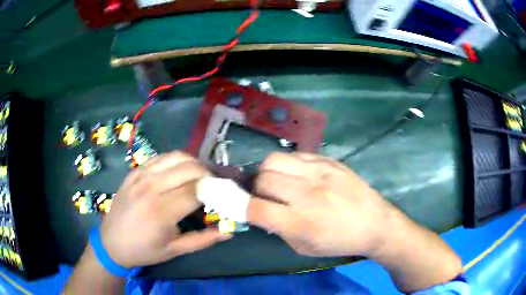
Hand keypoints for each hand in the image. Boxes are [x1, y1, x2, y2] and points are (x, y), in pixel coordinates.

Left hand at [100, 151, 230, 267]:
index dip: (214, 191)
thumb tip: (229, 231)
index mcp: (162, 212)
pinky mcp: (134, 172)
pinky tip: (177, 172)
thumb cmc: (144, 250)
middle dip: (207, 174)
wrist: (111, 242)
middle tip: (212, 187)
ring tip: (197, 177)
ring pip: (175, 156)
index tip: (222, 196)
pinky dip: (174, 161)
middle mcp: (151, 188)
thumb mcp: (175, 250)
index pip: (197, 190)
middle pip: (189, 168)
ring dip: (192, 163)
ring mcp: (140, 177)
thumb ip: (204, 239)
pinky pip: (159, 157)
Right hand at [247, 152, 395, 256]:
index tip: (248, 209)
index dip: (244, 209)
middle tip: (265, 196)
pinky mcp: (328, 160)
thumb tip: (259, 211)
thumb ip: (278, 229)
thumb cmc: (339, 241)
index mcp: (300, 222)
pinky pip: (295, 154)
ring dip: (269, 173)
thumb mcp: (304, 247)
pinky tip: (297, 175)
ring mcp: (319, 172)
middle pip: (262, 179)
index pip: (255, 209)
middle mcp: (307, 194)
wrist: (374, 223)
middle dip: (256, 190)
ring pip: (273, 160)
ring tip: (278, 182)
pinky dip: (288, 165)